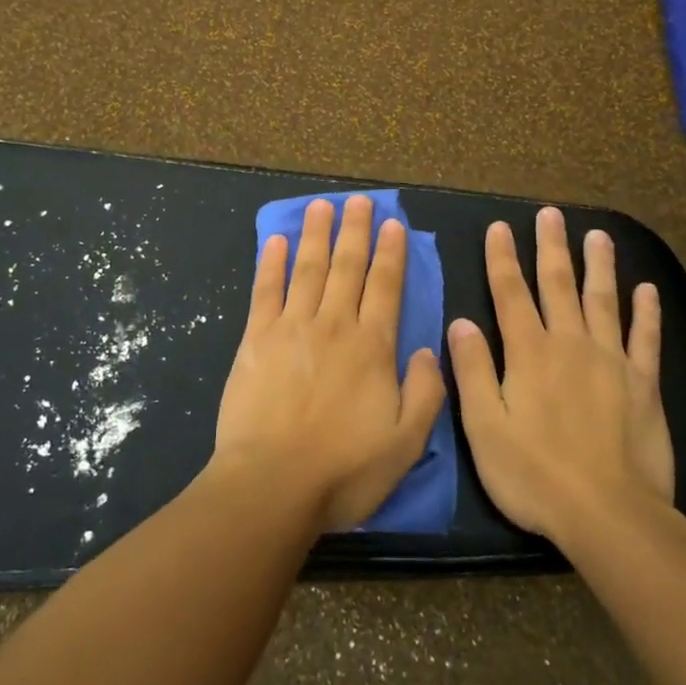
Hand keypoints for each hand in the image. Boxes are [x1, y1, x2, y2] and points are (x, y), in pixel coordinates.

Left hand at [212, 196, 447, 531]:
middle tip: (358, 200)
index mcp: (372, 347)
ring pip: (308, 270)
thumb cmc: (343, 470)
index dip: (391, 253)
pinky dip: (271, 263)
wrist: (272, 484)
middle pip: (347, 268)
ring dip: (316, 235)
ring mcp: (291, 328)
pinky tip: (276, 240)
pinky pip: (265, 291)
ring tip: (321, 205)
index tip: (393, 224)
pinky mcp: (256, 339)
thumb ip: (426, 393)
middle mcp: (334, 326)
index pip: (386, 287)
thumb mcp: (406, 443)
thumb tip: (429, 349)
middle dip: (355, 231)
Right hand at [447, 207, 671, 544]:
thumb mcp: (484, 427)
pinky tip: (647, 289)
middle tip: (551, 214)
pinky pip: (645, 339)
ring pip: (603, 301)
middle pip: (558, 285)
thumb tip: (460, 322)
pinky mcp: (643, 385)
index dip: (502, 259)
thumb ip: (473, 371)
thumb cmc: (534, 474)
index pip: (510, 293)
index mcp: (528, 353)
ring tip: (597, 235)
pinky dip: (646, 312)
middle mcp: (570, 345)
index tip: (499, 227)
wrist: (609, 515)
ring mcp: (611, 361)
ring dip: (599, 265)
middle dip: (551, 247)